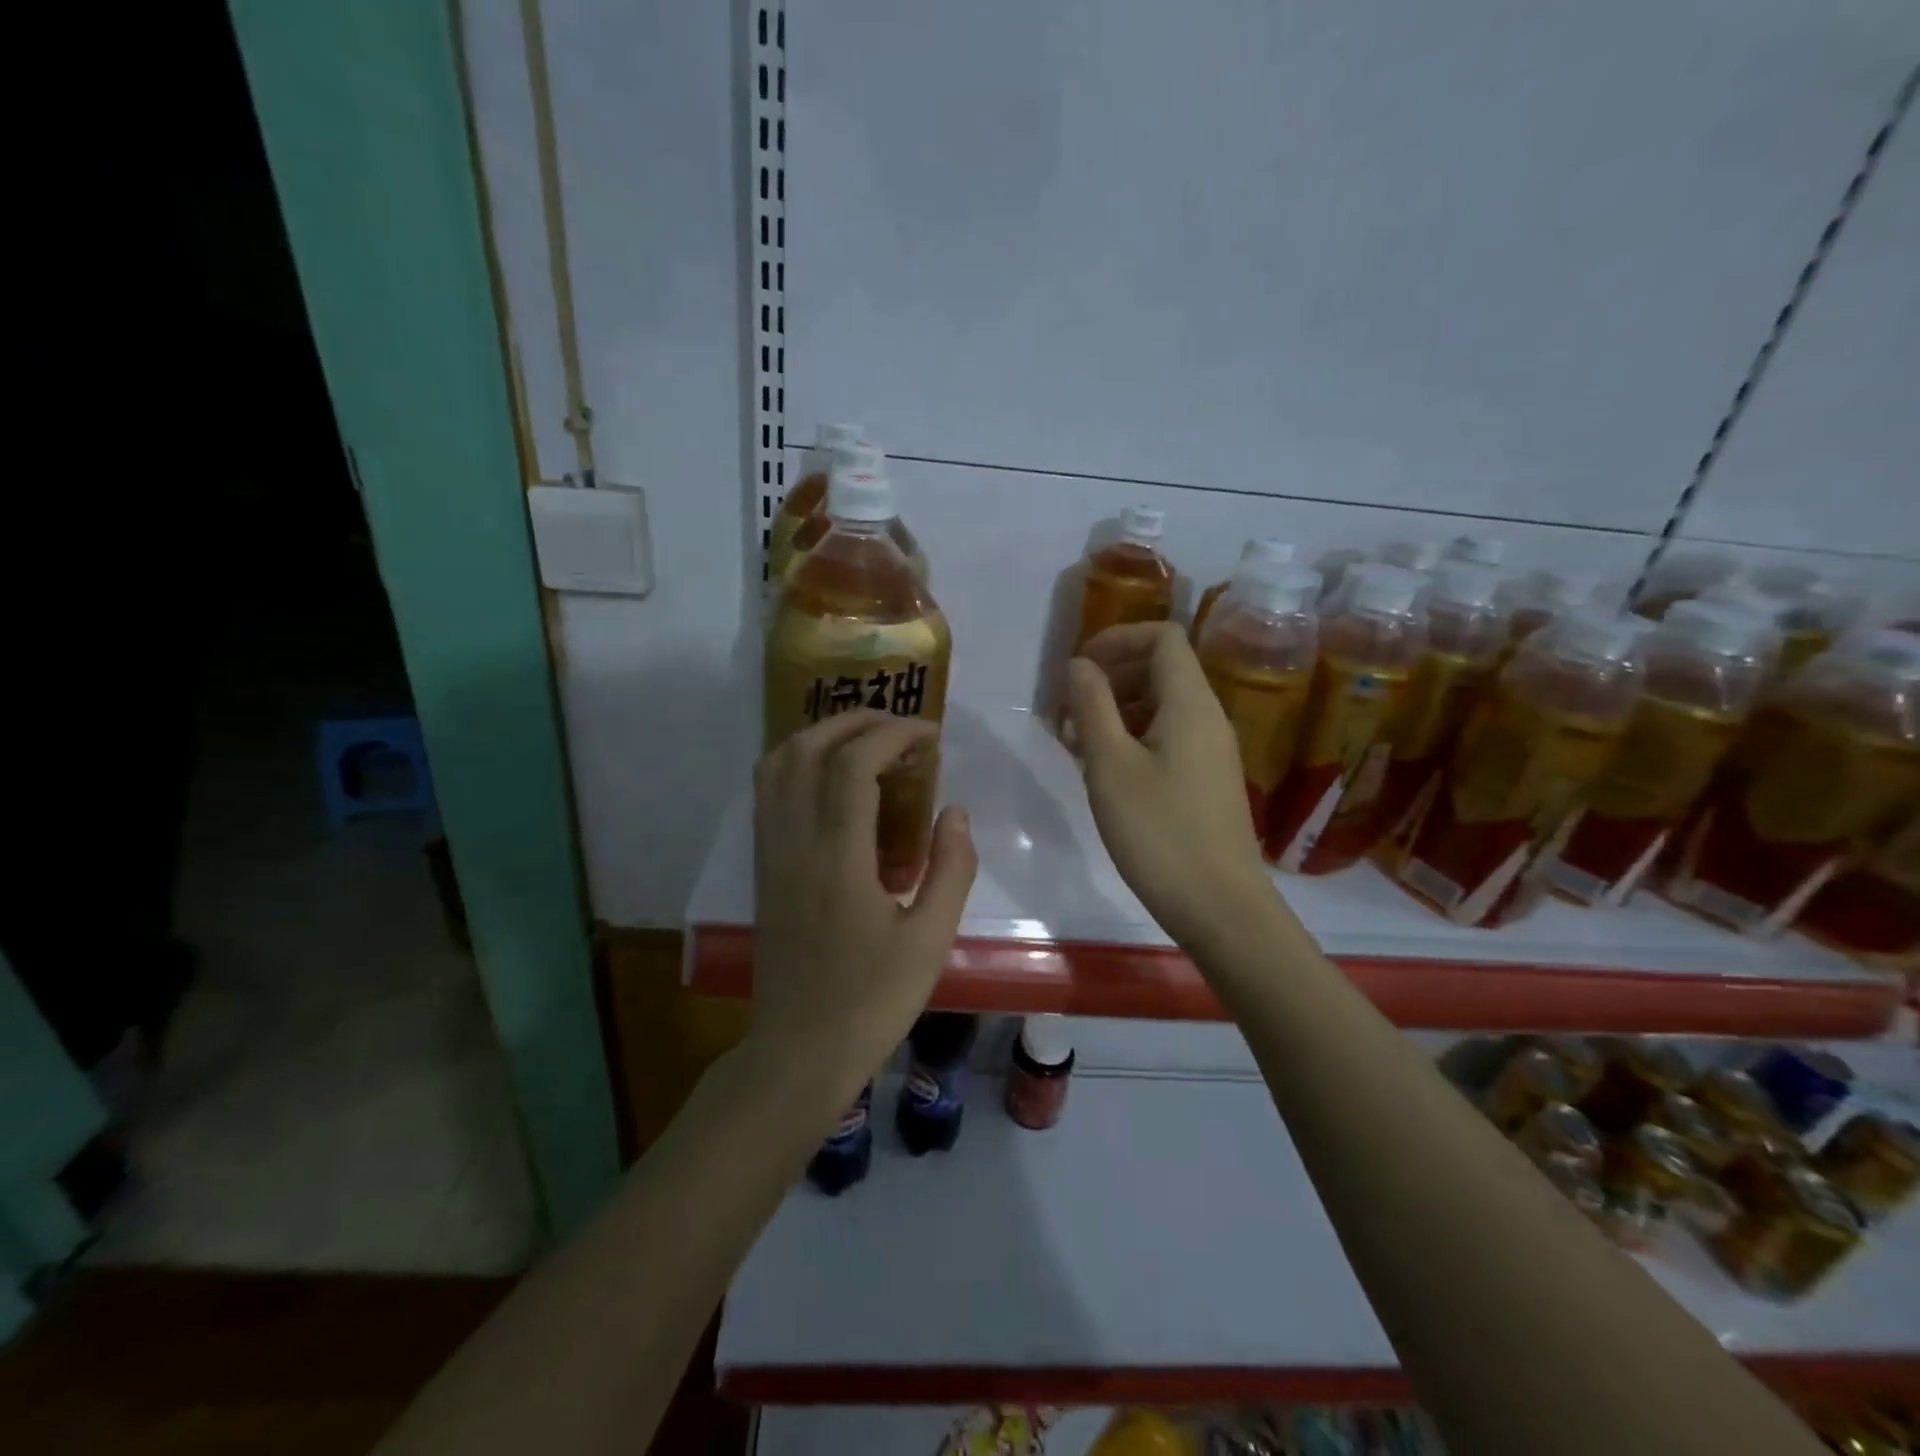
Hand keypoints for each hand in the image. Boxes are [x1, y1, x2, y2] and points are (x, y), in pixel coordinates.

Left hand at [750, 710, 977, 1111]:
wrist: (799, 1051)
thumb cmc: (871, 1001)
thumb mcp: (930, 940)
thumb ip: (950, 868)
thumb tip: (956, 811)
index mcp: (837, 859)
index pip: (854, 764)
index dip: (894, 734)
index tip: (931, 735)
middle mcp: (794, 842)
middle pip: (809, 748)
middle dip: (857, 721)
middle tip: (902, 728)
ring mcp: (770, 853)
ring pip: (778, 764)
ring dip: (821, 735)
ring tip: (866, 741)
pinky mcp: (762, 867)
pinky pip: (769, 792)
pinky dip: (799, 762)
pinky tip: (833, 779)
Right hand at [1067, 623, 1277, 944]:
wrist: (1220, 907)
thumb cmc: (1159, 832)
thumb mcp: (1110, 766)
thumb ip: (1092, 706)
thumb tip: (1080, 665)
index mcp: (1190, 703)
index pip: (1162, 637)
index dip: (1117, 639)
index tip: (1077, 669)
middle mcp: (1207, 717)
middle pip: (1160, 670)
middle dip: (1109, 679)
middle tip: (1067, 712)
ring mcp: (1210, 751)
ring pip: (1160, 707)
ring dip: (1115, 712)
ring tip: (1076, 746)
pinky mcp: (1206, 780)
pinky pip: (1167, 738)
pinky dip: (1132, 740)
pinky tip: (1104, 773)